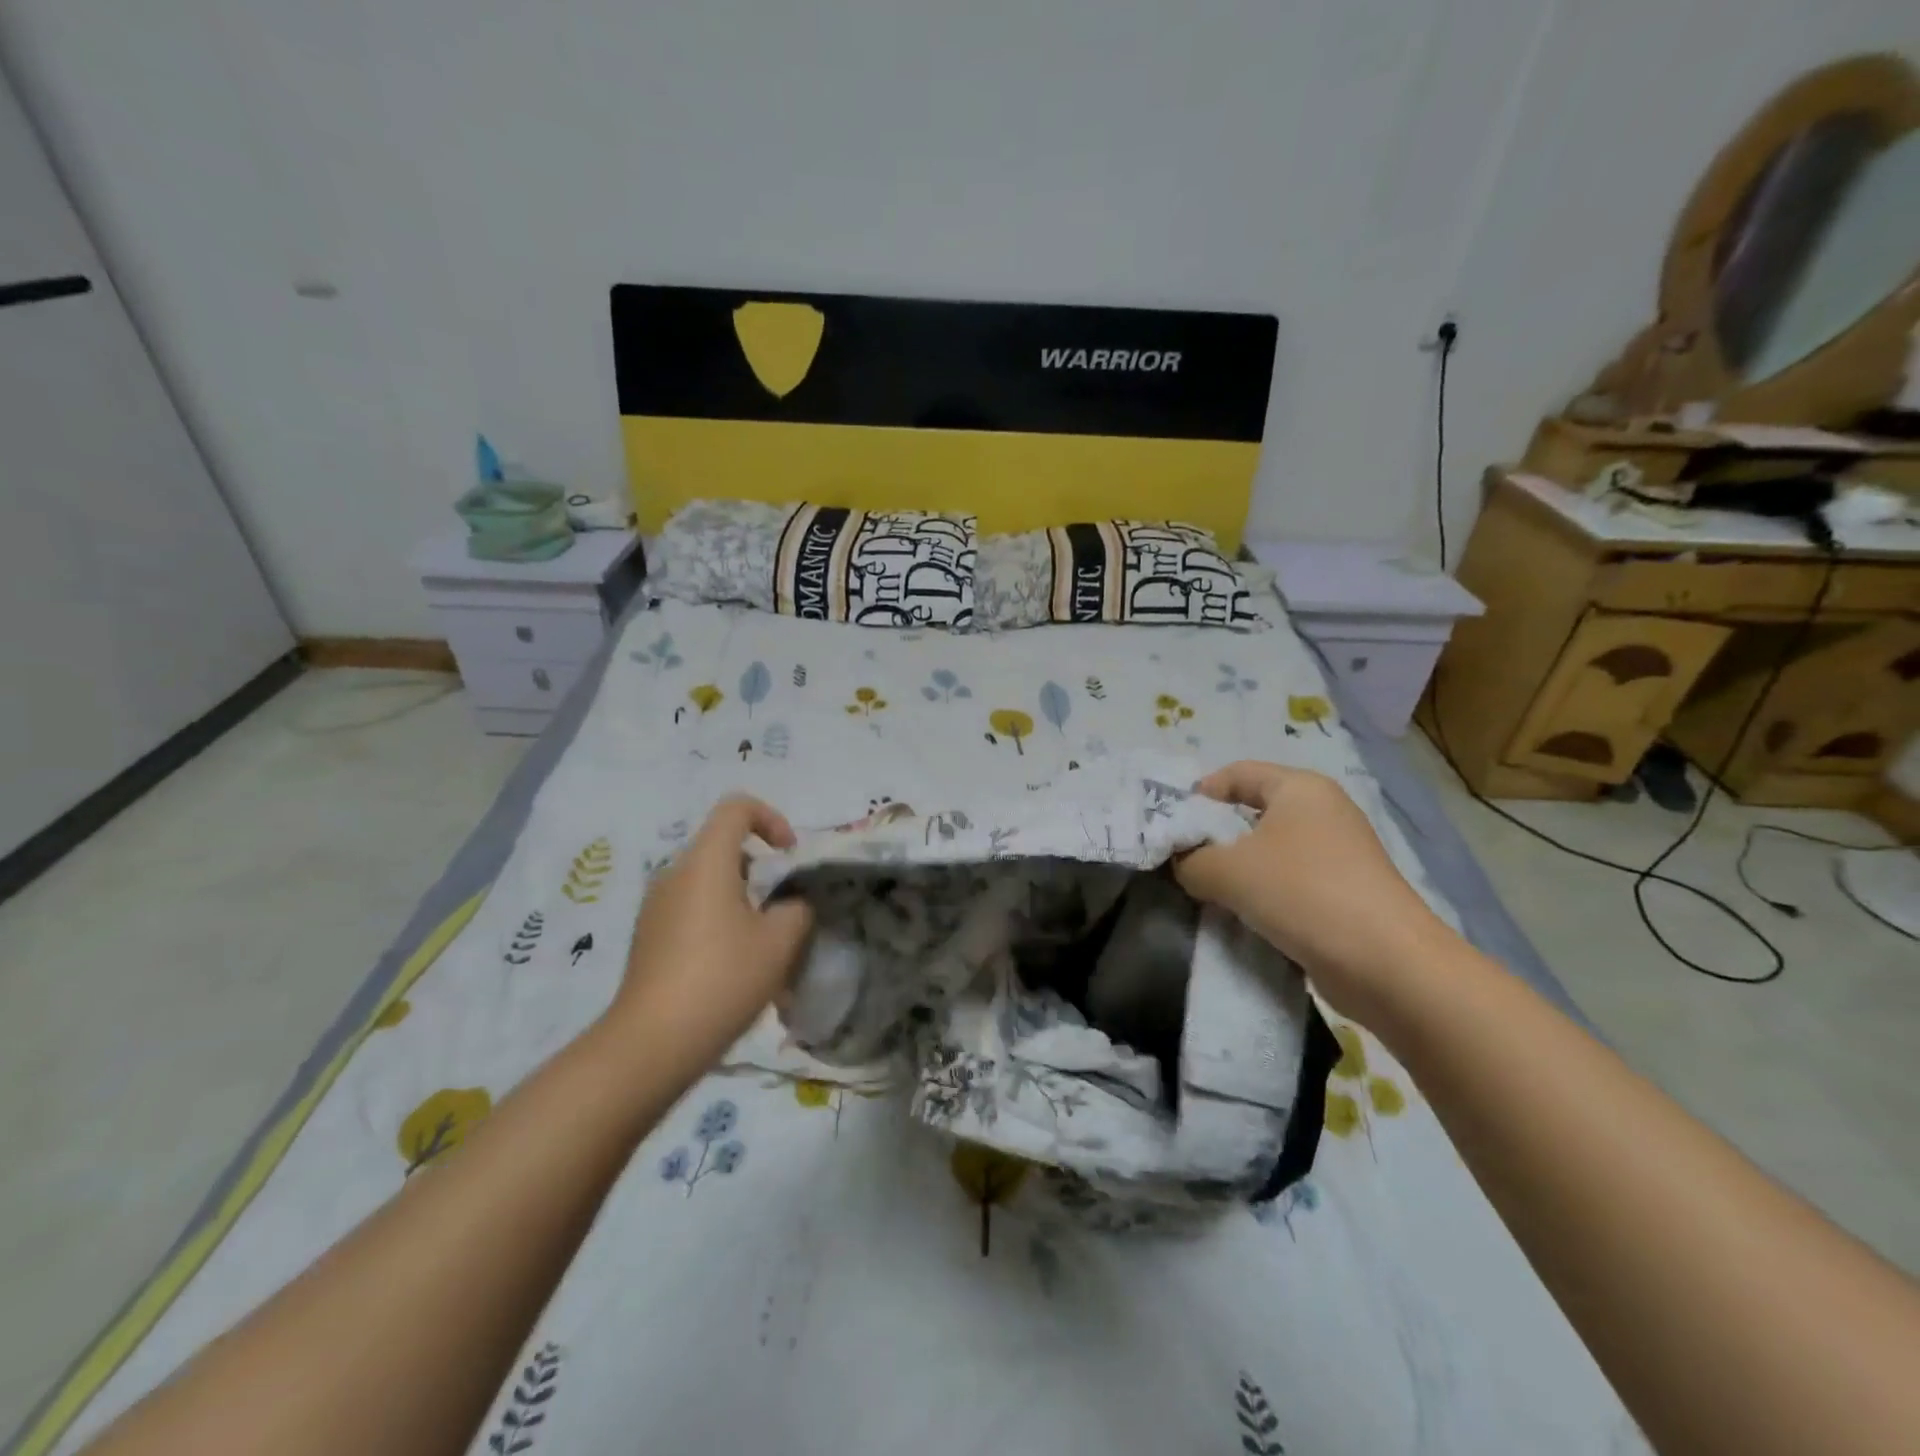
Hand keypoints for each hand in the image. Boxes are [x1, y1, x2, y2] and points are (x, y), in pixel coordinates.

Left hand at [605, 796, 814, 1073]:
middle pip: (724, 847)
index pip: (737, 807)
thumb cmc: (722, 979)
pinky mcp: (648, 937)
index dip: (771, 818)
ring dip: (742, 899)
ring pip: (709, 882)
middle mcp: (675, 873)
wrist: (651, 1044)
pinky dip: (719, 921)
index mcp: (706, 862)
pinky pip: (692, 909)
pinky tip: (733, 967)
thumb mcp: (780, 942)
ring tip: (764, 944)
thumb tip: (790, 903)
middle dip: (761, 869)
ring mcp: (656, 906)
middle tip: (784, 908)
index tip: (789, 856)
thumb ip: (796, 908)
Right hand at [1175, 761, 1452, 1023]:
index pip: (1237, 773)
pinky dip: (1262, 895)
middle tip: (1183, 863)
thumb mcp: (1227, 871)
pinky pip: (1288, 882)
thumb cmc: (1302, 894)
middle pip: (1251, 812)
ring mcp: (1338, 854)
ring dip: (1236, 871)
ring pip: (1268, 852)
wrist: (1386, 964)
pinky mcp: (1344, 893)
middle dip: (1214, 837)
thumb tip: (1183, 864)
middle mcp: (1322, 812)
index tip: (1173, 827)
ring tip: (1208, 894)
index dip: (1199, 794)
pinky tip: (1242, 918)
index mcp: (1300, 788)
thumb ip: (1190, 860)